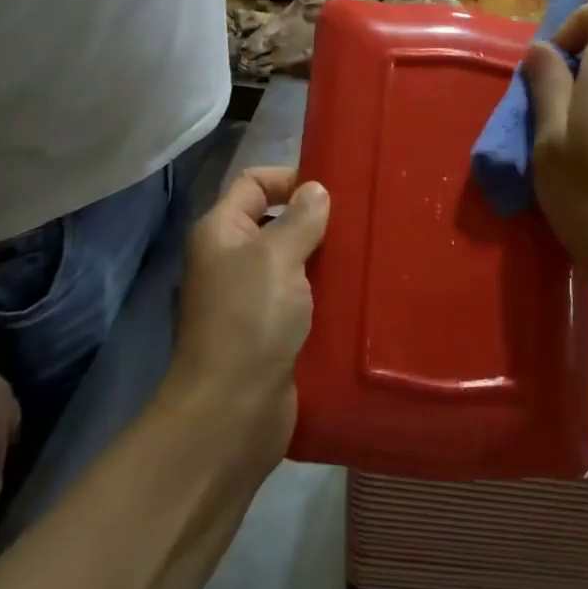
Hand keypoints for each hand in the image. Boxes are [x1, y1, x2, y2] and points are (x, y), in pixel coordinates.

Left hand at [168, 167, 329, 471]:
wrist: (233, 410)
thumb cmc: (251, 320)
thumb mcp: (278, 257)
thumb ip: (300, 219)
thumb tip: (316, 190)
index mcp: (221, 232)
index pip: (254, 183)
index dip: (290, 178)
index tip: (334, 190)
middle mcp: (231, 259)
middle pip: (275, 222)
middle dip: (315, 220)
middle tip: (359, 223)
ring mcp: (249, 297)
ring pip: (293, 262)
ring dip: (325, 258)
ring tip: (365, 254)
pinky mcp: (270, 330)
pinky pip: (301, 298)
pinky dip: (324, 293)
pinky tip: (356, 292)